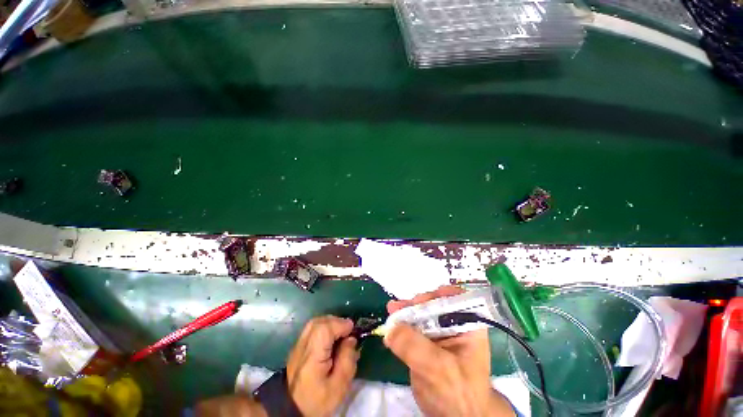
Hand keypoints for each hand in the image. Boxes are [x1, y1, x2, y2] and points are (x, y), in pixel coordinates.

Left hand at [286, 316, 358, 416]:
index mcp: (312, 357)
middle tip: (348, 331)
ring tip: (341, 333)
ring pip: (315, 323)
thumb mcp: (339, 387)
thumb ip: (347, 360)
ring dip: (330, 323)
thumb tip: (351, 339)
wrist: (292, 410)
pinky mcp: (298, 347)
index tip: (352, 330)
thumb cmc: (318, 400)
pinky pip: (312, 329)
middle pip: (319, 322)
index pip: (324, 329)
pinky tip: (331, 338)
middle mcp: (302, 347)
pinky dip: (324, 327)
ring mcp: (298, 346)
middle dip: (336, 322)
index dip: (340, 324)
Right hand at [385, 286, 514, 416]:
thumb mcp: (438, 369)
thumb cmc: (457, 394)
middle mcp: (454, 324)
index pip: (455, 299)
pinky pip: (413, 328)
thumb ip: (414, 346)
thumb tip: (390, 328)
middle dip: (416, 304)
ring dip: (406, 312)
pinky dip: (402, 324)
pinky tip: (391, 323)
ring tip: (392, 309)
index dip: (437, 295)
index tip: (419, 301)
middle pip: (434, 304)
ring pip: (421, 314)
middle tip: (399, 307)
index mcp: (468, 325)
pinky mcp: (426, 342)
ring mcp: (439, 333)